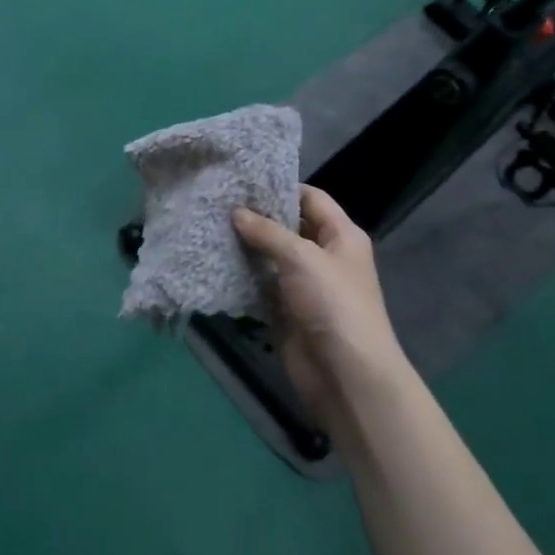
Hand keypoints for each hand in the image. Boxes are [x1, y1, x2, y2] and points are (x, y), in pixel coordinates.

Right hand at [233, 186, 411, 430]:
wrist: (346, 373)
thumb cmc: (332, 304)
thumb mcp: (301, 257)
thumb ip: (267, 232)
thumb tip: (236, 212)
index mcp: (341, 236)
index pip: (311, 198)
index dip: (280, 187)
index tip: (242, 181)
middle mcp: (323, 256)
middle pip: (288, 227)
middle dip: (256, 217)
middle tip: (216, 202)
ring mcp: (304, 285)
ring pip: (270, 257)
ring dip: (245, 247)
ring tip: (208, 227)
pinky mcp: (286, 311)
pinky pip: (260, 286)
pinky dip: (241, 277)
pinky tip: (213, 262)